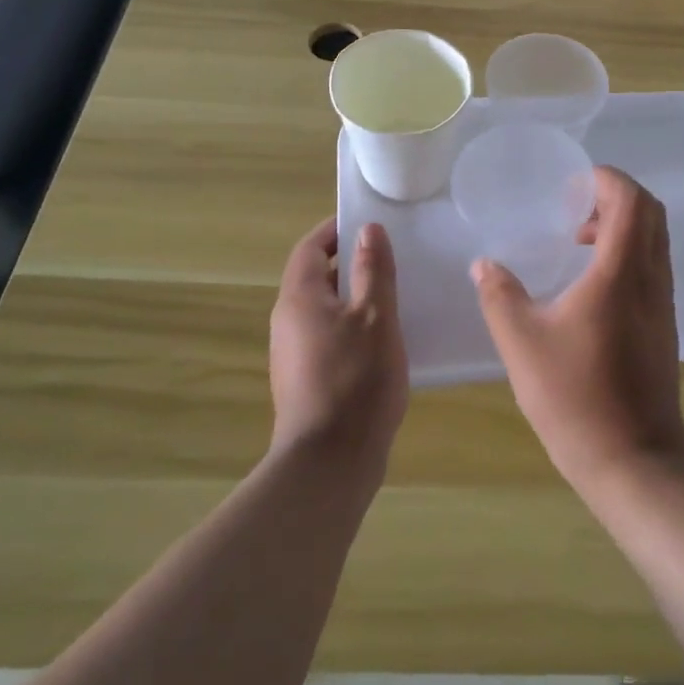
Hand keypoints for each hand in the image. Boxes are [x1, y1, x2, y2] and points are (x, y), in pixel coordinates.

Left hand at [269, 219, 408, 475]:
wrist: (329, 462)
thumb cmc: (356, 379)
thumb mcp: (376, 316)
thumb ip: (373, 270)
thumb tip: (368, 229)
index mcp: (300, 298)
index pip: (310, 248)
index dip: (335, 230)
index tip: (369, 223)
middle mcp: (288, 321)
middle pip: (316, 278)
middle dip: (350, 263)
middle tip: (391, 257)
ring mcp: (294, 354)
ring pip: (325, 310)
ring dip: (355, 297)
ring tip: (395, 296)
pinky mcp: (307, 380)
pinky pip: (329, 337)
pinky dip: (354, 327)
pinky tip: (385, 341)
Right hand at [472, 168, 683, 494]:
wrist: (633, 459)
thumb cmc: (575, 397)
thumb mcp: (522, 343)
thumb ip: (499, 295)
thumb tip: (484, 264)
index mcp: (620, 272)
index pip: (631, 200)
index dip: (607, 180)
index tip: (573, 185)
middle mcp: (650, 278)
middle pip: (651, 213)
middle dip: (616, 197)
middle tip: (575, 210)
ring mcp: (663, 303)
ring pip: (656, 240)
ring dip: (624, 226)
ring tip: (580, 243)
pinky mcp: (664, 326)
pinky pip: (653, 267)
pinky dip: (629, 253)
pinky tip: (593, 285)